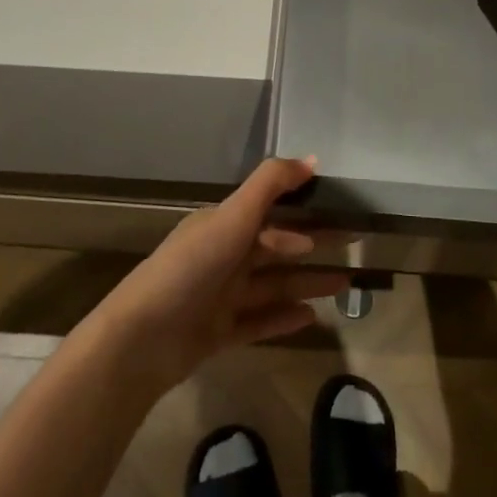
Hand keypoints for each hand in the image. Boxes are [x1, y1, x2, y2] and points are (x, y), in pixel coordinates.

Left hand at [84, 157, 347, 392]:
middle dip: (312, 247)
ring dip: (306, 283)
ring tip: (344, 284)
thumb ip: (270, 185)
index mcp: (221, 226)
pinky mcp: (218, 333)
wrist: (144, 338)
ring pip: (272, 286)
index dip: (301, 214)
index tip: (338, 214)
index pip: (267, 215)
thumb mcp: (233, 216)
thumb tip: (311, 158)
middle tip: (352, 249)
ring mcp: (220, 297)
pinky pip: (259, 322)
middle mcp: (222, 257)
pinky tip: (313, 318)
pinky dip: (284, 318)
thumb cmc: (192, 267)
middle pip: (275, 250)